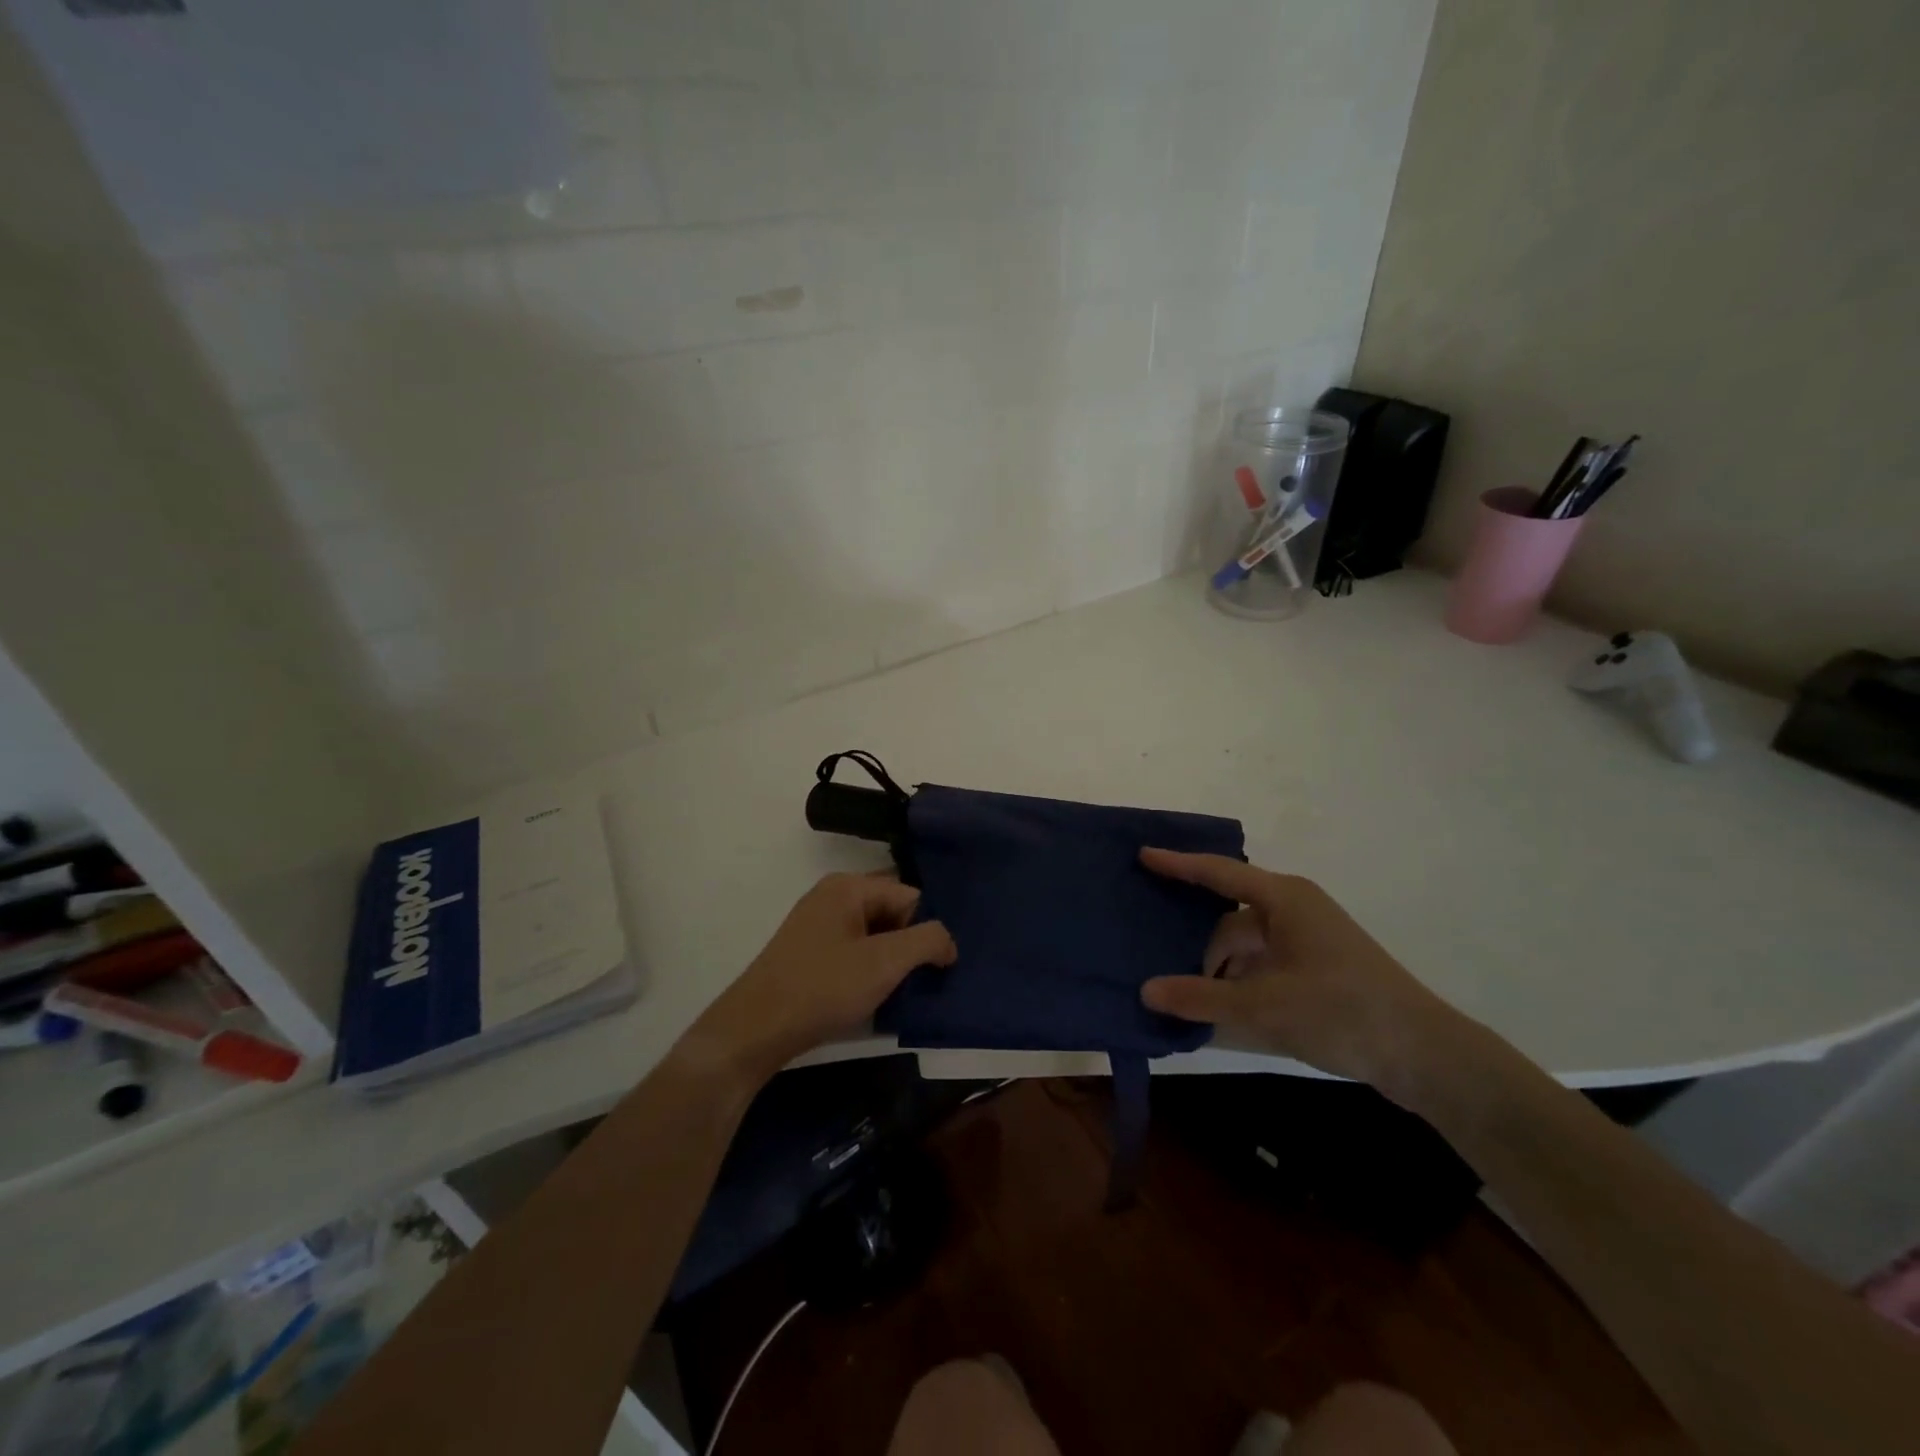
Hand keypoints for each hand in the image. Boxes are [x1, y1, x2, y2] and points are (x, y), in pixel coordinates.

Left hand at [688, 873, 955, 1084]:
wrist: (755, 1031)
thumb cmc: (823, 988)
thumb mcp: (885, 963)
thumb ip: (928, 941)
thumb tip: (948, 942)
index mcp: (848, 886)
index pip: (911, 895)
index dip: (926, 930)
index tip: (936, 967)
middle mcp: (832, 895)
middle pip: (892, 911)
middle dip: (911, 943)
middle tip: (923, 979)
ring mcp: (817, 924)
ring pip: (874, 934)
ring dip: (891, 961)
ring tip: (900, 992)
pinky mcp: (809, 952)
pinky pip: (854, 950)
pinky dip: (869, 970)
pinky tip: (872, 997)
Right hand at [1138, 849, 1472, 1102]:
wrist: (1424, 1055)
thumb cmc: (1340, 1011)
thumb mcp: (1262, 1006)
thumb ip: (1200, 998)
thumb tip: (1146, 991)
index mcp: (1283, 899)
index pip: (1218, 873)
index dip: (1177, 864)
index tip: (1142, 855)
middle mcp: (1294, 909)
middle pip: (1229, 921)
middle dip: (1199, 949)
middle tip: (1159, 968)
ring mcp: (1308, 940)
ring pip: (1246, 948)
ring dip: (1220, 973)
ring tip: (1187, 1001)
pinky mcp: (1317, 968)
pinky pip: (1263, 966)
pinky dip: (1241, 985)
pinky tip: (1220, 1011)